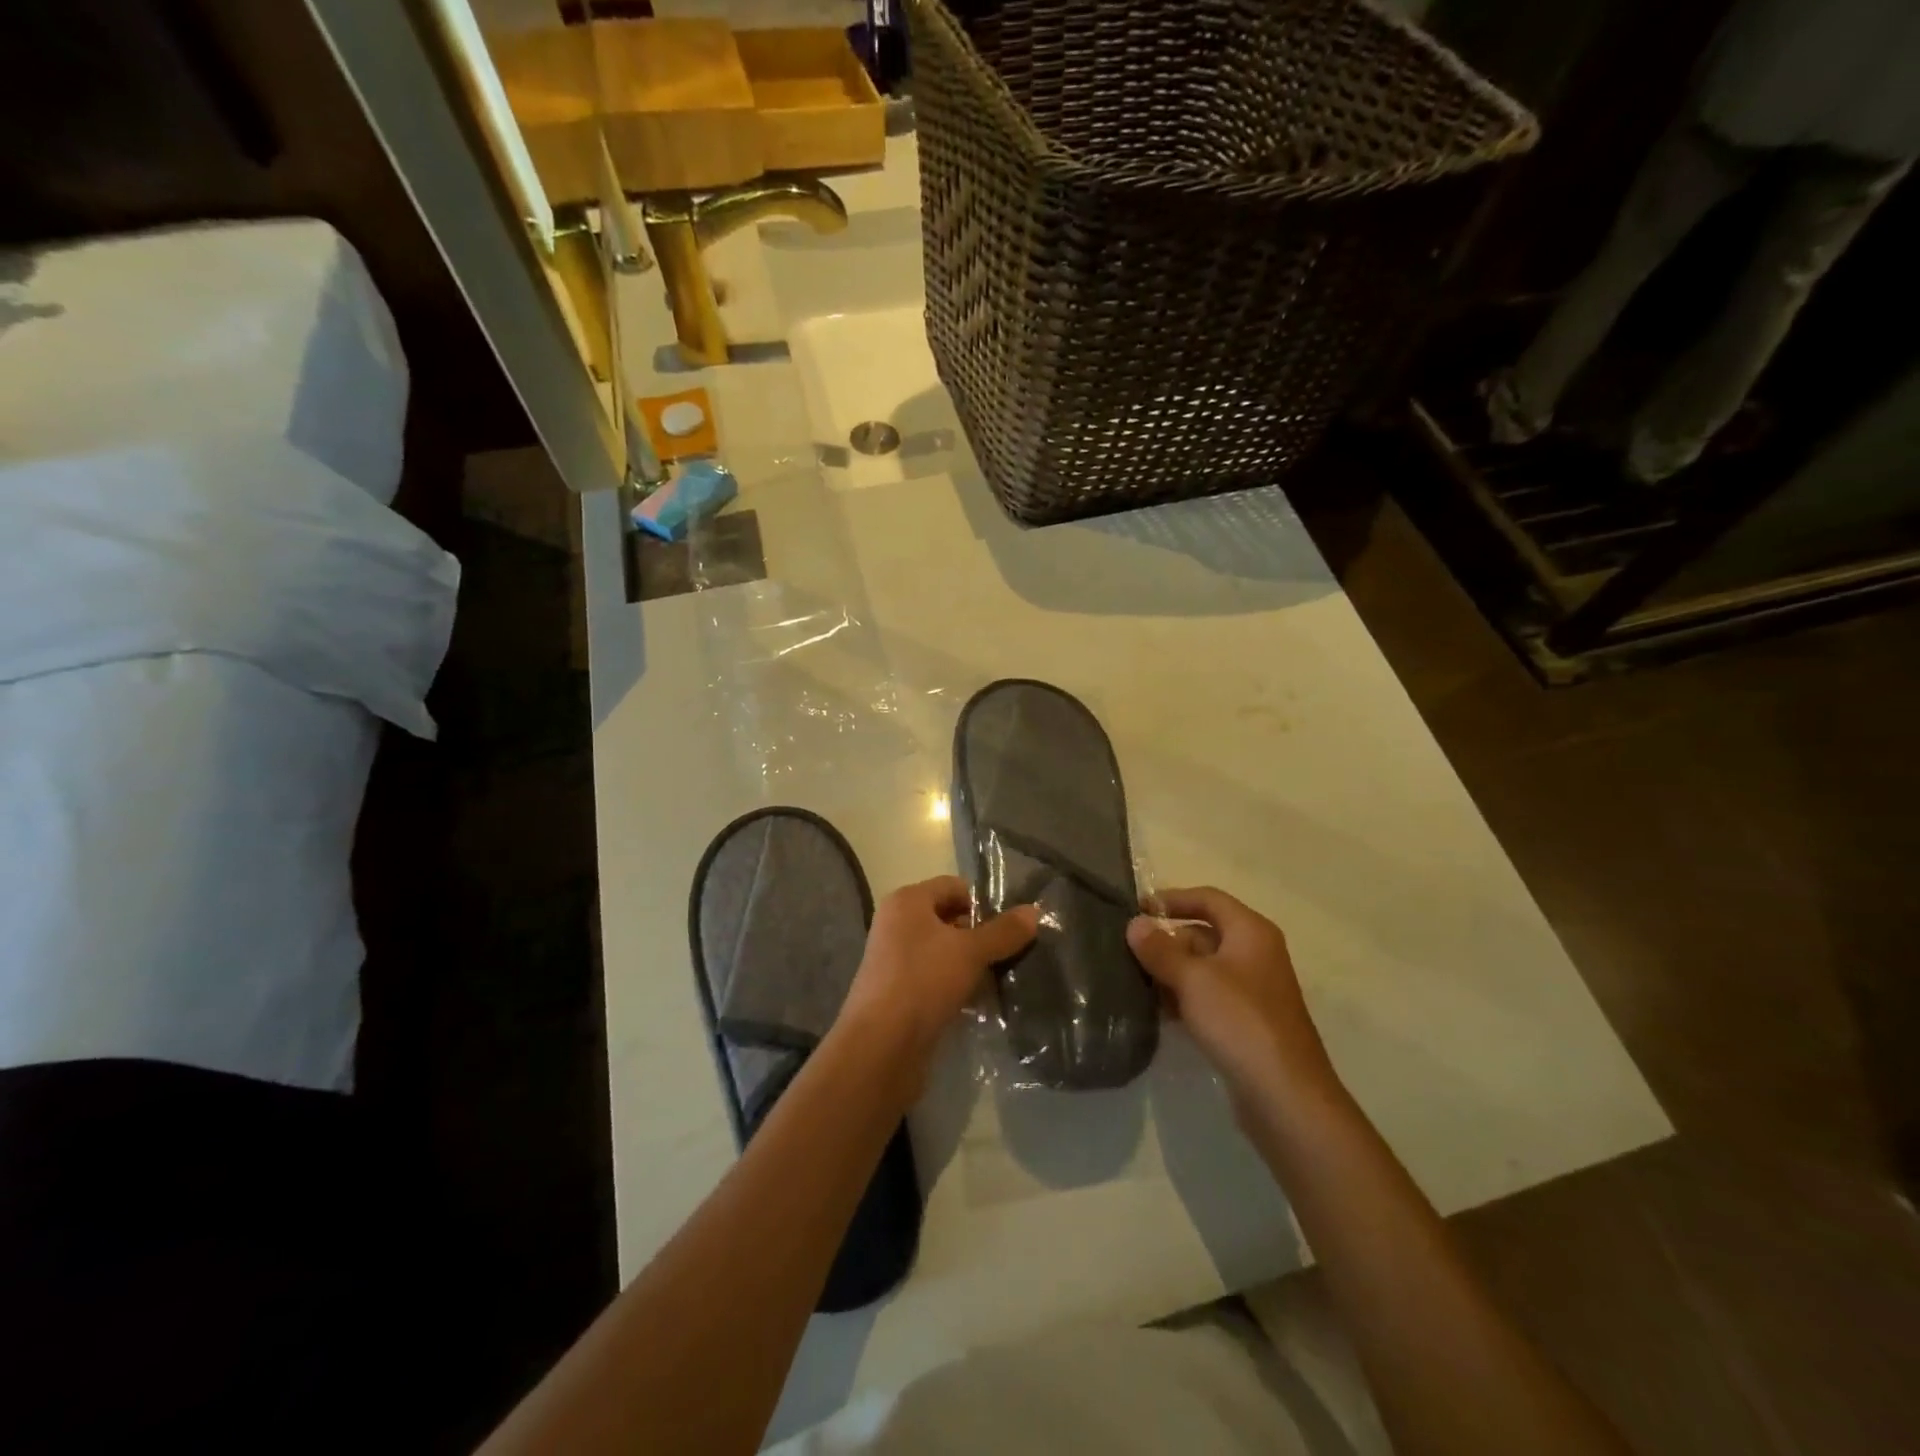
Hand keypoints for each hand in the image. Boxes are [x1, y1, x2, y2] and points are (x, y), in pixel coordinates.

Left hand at [840, 876, 1037, 1080]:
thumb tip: (1034, 911)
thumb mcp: (970, 952)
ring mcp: (895, 960)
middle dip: (980, 935)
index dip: (984, 903)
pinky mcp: (898, 993)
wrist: (881, 1047)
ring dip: (970, 964)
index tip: (1011, 927)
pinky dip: (956, 985)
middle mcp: (897, 924)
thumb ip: (1003, 931)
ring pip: (943, 952)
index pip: (953, 887)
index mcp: (907, 901)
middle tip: (1012, 954)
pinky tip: (978, 1002)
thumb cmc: (923, 982)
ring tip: (1000, 979)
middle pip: (948, 919)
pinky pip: (935, 978)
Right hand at [1126, 887, 1339, 1115]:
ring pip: (1203, 968)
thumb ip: (1160, 949)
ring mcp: (1253, 990)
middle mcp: (1255, 954)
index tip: (1137, 909)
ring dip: (1171, 972)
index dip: (1172, 899)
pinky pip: (1208, 997)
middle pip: (1204, 933)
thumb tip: (1134, 923)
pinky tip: (1158, 1012)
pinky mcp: (1246, 1022)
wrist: (1285, 1096)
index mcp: (1251, 932)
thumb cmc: (1240, 1022)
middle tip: (1128, 953)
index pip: (1208, 899)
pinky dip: (1184, 998)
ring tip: (1134, 982)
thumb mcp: (1193, 979)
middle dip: (1167, 941)